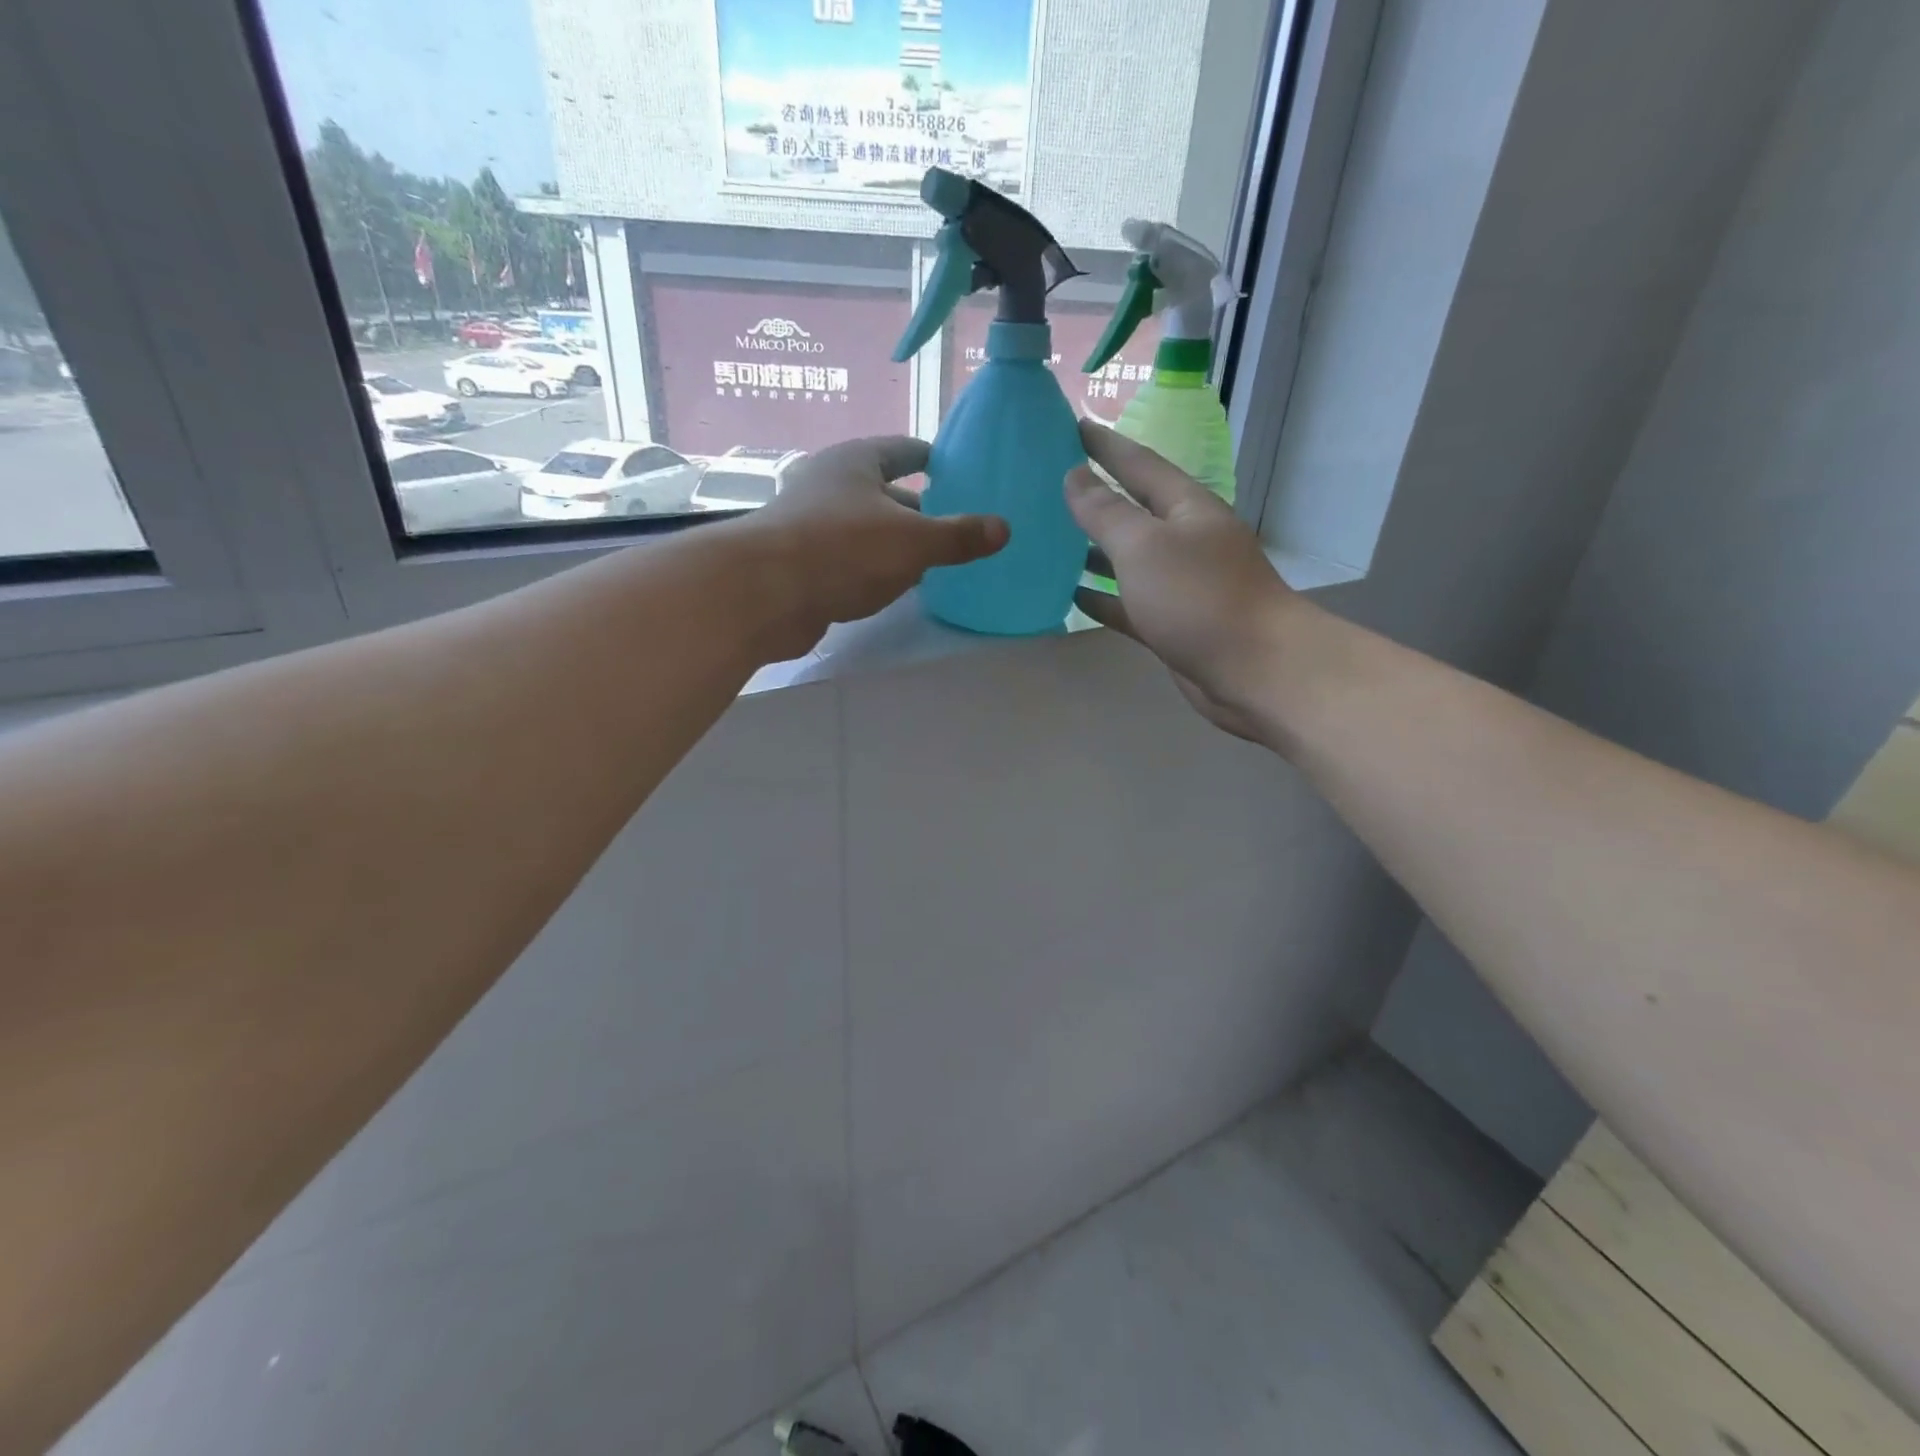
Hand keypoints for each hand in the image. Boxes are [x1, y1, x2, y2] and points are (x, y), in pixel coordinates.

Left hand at [745, 436, 1008, 658]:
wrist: (764, 593)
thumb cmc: (843, 549)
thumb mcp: (913, 541)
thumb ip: (958, 536)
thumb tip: (1003, 528)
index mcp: (855, 462)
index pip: (900, 450)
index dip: (927, 457)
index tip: (949, 466)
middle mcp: (828, 484)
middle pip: (880, 490)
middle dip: (914, 506)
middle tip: (949, 521)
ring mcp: (809, 524)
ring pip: (862, 527)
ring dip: (891, 540)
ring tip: (927, 558)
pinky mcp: (798, 563)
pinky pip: (846, 558)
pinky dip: (870, 567)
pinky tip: (890, 586)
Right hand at [1065, 421, 1296, 741]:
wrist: (1254, 669)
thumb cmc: (1198, 597)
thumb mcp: (1144, 546)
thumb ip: (1105, 512)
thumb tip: (1075, 476)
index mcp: (1185, 508)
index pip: (1138, 464)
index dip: (1104, 445)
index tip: (1070, 425)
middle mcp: (1185, 540)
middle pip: (1133, 510)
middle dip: (1095, 496)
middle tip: (1050, 483)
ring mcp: (1180, 584)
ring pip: (1128, 559)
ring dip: (1093, 549)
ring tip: (1050, 539)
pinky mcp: (1172, 623)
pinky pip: (1128, 602)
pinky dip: (1102, 596)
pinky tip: (1070, 594)